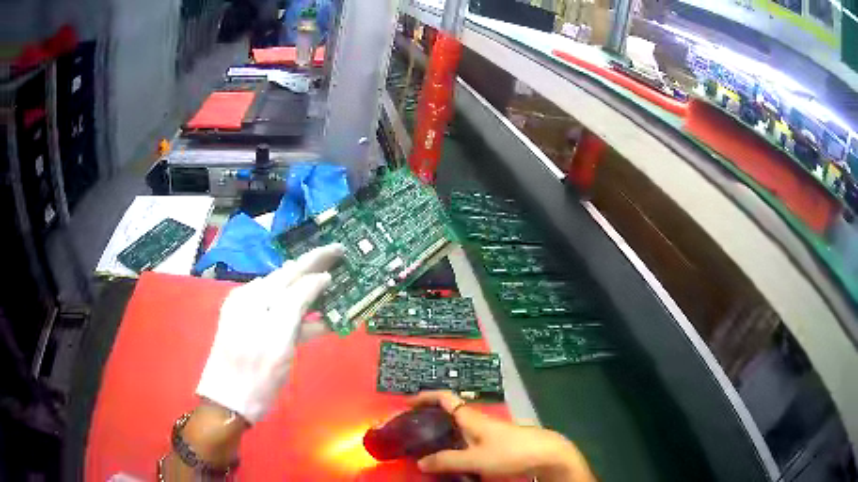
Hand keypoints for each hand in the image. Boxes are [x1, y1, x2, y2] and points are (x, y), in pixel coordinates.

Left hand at [196, 243, 344, 423]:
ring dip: (310, 291)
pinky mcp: (253, 331)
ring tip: (334, 287)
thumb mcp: (279, 339)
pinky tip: (318, 320)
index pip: (292, 270)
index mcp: (255, 297)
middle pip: (288, 279)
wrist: (228, 403)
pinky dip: (301, 315)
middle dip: (314, 269)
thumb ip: (296, 303)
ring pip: (286, 297)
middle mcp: (250, 299)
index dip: (317, 259)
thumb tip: (319, 277)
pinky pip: (281, 315)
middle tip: (339, 260)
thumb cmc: (255, 376)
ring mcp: (250, 315)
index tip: (341, 248)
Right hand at [411, 391, 595, 481]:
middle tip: (413, 431)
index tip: (407, 403)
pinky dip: (456, 445)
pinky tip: (454, 459)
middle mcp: (479, 421)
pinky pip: (470, 440)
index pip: (445, 398)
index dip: (425, 397)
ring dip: (443, 434)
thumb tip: (420, 462)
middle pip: (451, 413)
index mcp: (472, 418)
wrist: (547, 454)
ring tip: (428, 448)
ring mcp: (491, 431)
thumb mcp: (475, 460)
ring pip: (461, 429)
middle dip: (431, 418)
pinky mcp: (498, 443)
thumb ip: (447, 461)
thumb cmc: (510, 452)